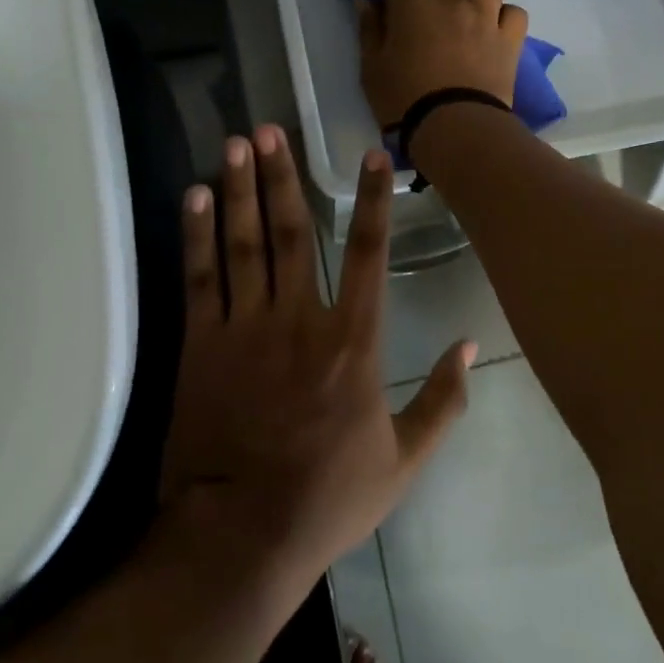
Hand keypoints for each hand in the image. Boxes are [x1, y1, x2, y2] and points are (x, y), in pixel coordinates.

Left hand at [160, 125, 471, 586]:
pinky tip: (194, 197)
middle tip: (271, 127)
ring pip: (242, 243)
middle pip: (292, 231)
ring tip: (237, 143)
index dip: (371, 200)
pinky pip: (199, 278)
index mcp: (354, 341)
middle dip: (283, 175)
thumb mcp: (406, 459)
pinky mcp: (202, 345)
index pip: (370, 253)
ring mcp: (245, 328)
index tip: (369, 155)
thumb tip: (469, 343)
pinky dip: (196, 235)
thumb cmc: (329, 497)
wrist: (242, 534)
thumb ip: (443, 399)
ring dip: (239, 189)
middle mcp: (300, 319)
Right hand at [357, 0, 528, 125]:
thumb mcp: (372, 69)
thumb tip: (365, 1)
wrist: (455, 126)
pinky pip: (515, 12)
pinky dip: (506, 11)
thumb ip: (369, 31)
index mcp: (410, 9)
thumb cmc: (403, 101)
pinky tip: (500, 17)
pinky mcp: (509, 40)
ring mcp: (484, 18)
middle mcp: (449, 3)